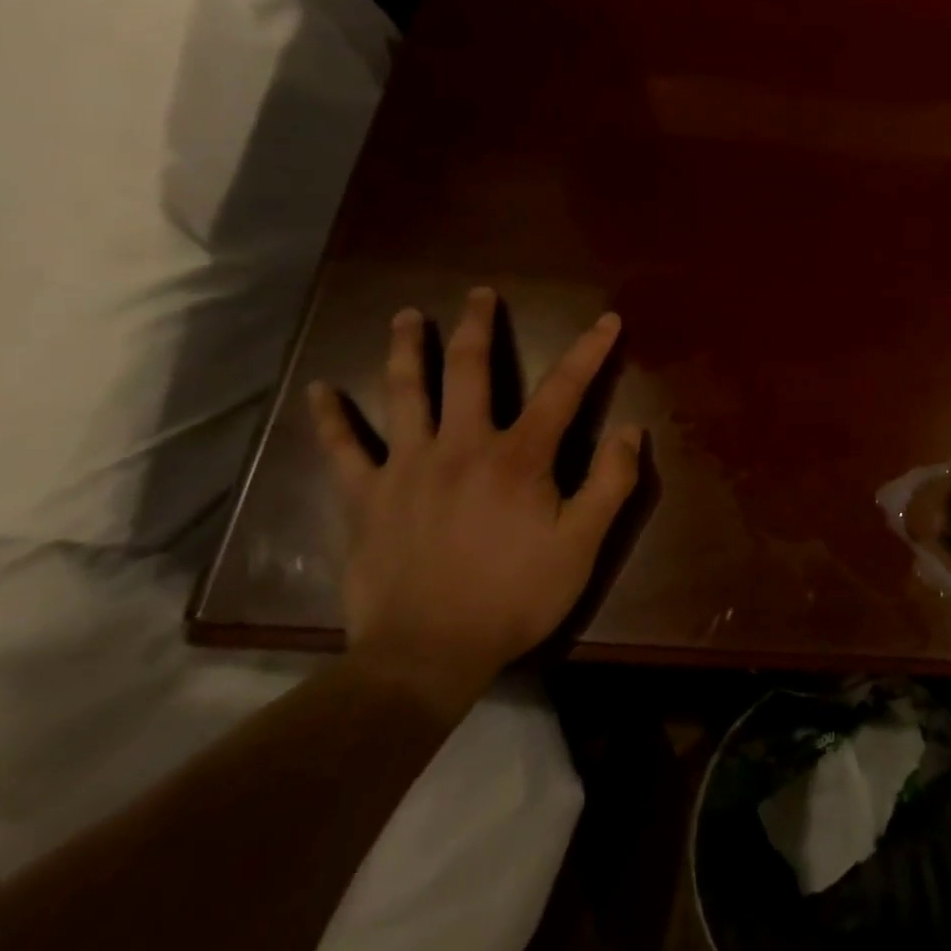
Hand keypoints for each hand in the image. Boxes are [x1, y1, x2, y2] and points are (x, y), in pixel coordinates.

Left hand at [309, 289, 640, 719]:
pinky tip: (319, 391)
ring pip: (404, 393)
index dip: (589, 351)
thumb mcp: (582, 545)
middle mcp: (461, 445)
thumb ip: (611, 483)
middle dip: (478, 327)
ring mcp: (407, 467)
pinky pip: (343, 450)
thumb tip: (631, 430)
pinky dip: (330, 419)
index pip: (563, 389)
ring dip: (407, 349)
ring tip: (408, 317)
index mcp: (518, 456)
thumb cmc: (514, 597)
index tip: (606, 320)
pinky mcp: (366, 497)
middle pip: (469, 370)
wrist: (426, 656)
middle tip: (480, 294)